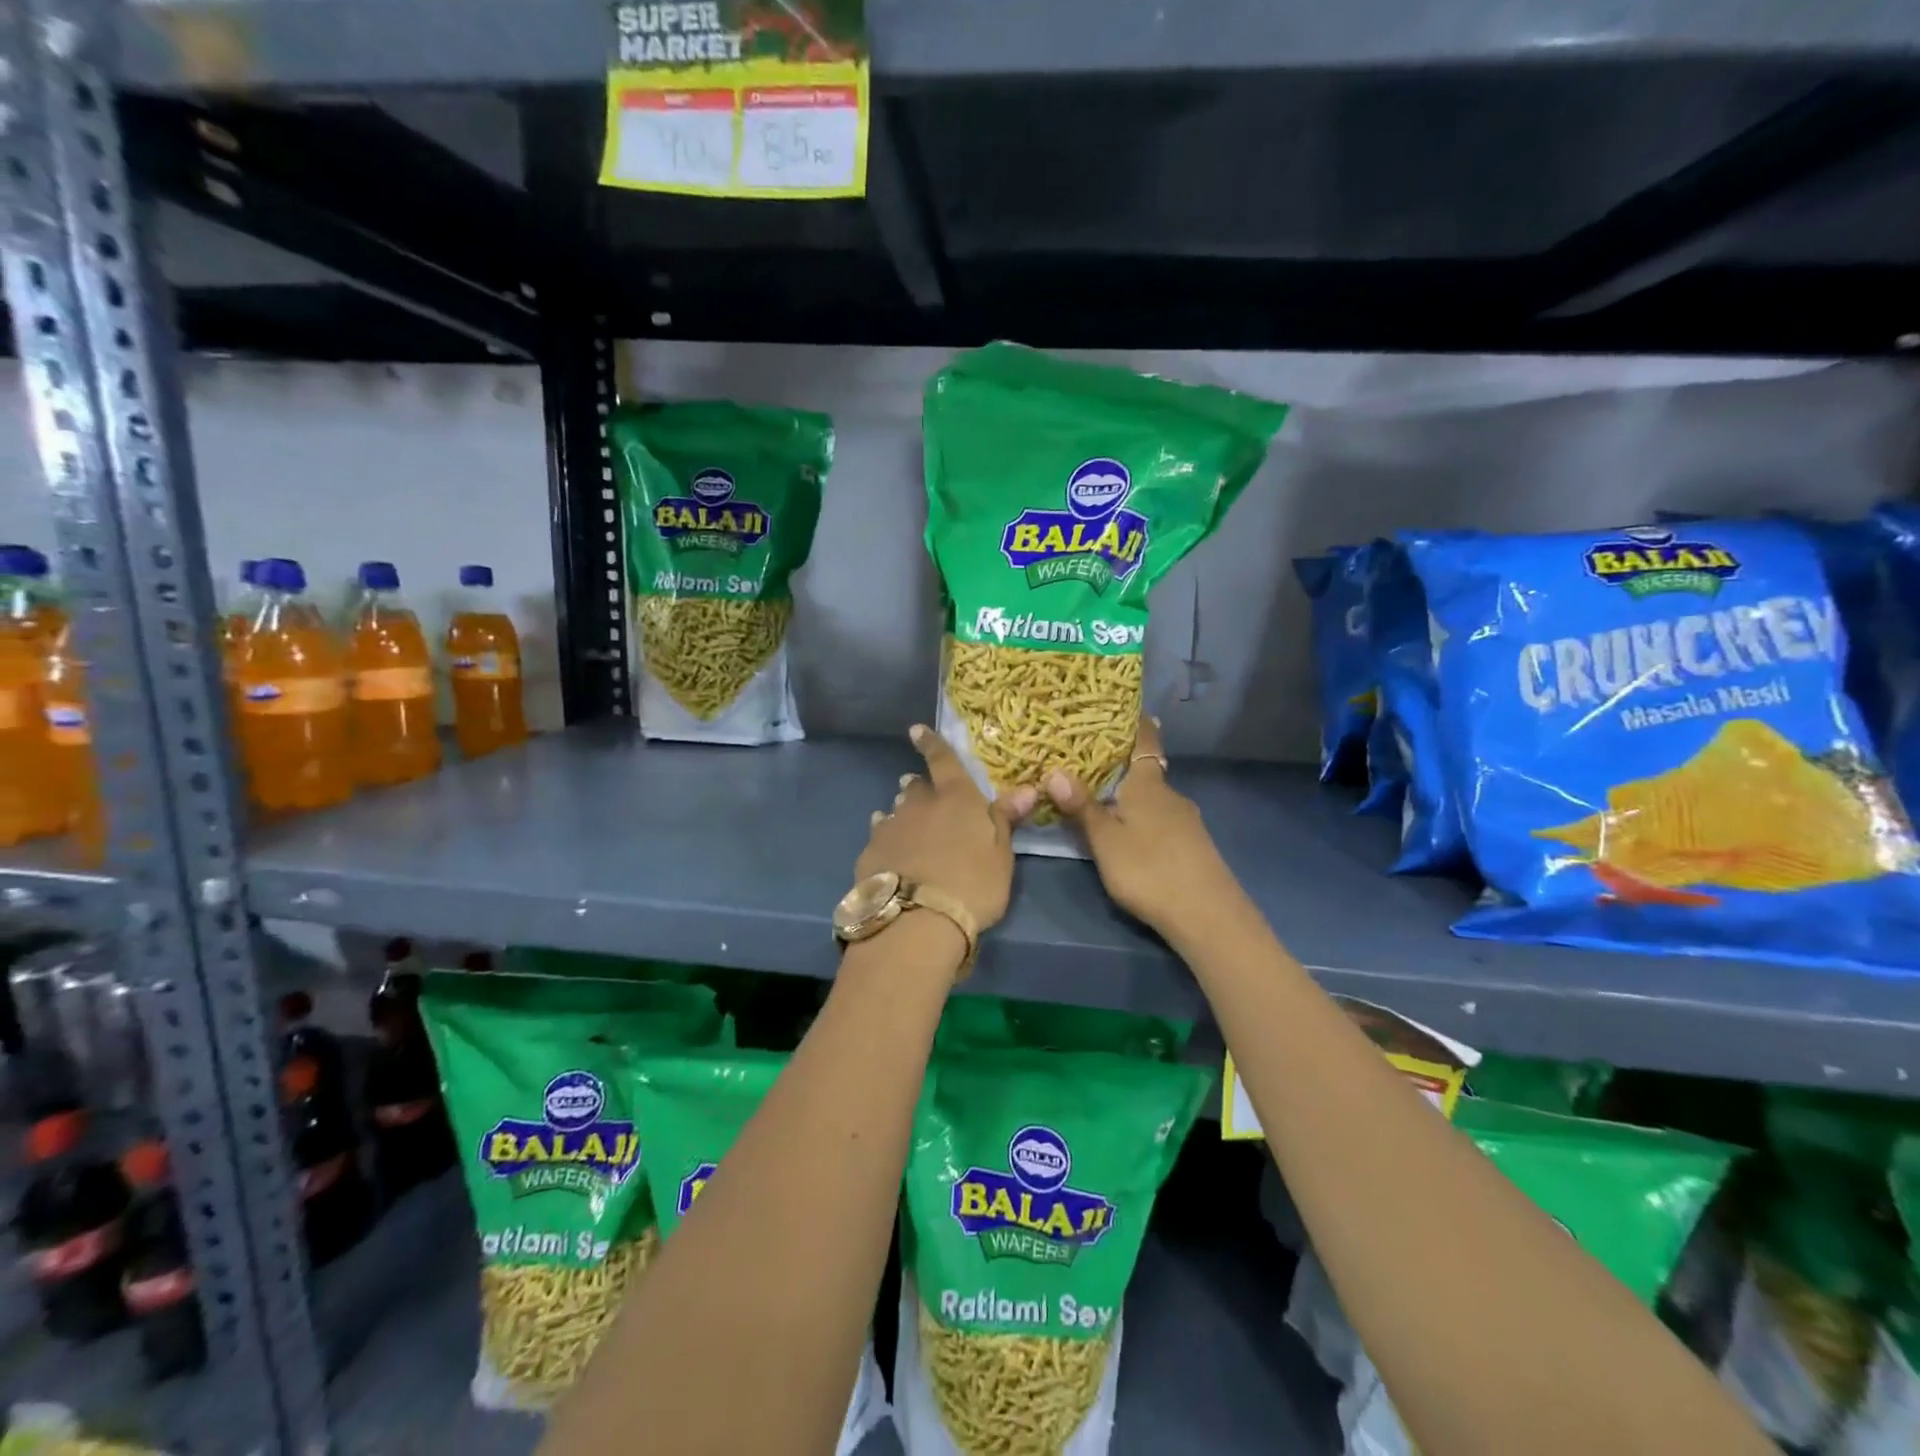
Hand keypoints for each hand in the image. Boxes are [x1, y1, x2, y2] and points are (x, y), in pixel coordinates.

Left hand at [856, 724, 1036, 934]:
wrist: (917, 921)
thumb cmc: (972, 885)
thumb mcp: (1001, 855)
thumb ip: (1006, 819)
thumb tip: (1028, 788)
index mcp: (956, 798)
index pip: (943, 761)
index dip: (931, 743)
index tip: (916, 730)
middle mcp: (920, 805)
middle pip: (917, 787)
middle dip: (920, 785)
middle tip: (920, 788)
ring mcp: (891, 827)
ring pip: (896, 810)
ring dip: (903, 810)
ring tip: (907, 819)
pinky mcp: (871, 852)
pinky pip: (879, 835)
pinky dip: (886, 835)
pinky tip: (888, 846)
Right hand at [1043, 717, 1243, 946]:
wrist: (1207, 915)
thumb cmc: (1149, 869)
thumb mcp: (1105, 840)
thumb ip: (1082, 807)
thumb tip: (1054, 770)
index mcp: (1148, 785)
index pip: (1144, 741)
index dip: (1137, 722)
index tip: (1125, 706)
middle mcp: (1170, 795)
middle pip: (1146, 771)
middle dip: (1122, 765)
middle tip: (1090, 759)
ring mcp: (1186, 821)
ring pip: (1153, 799)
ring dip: (1132, 796)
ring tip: (1103, 798)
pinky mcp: (1193, 846)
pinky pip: (1161, 819)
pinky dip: (1144, 817)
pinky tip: (1131, 833)